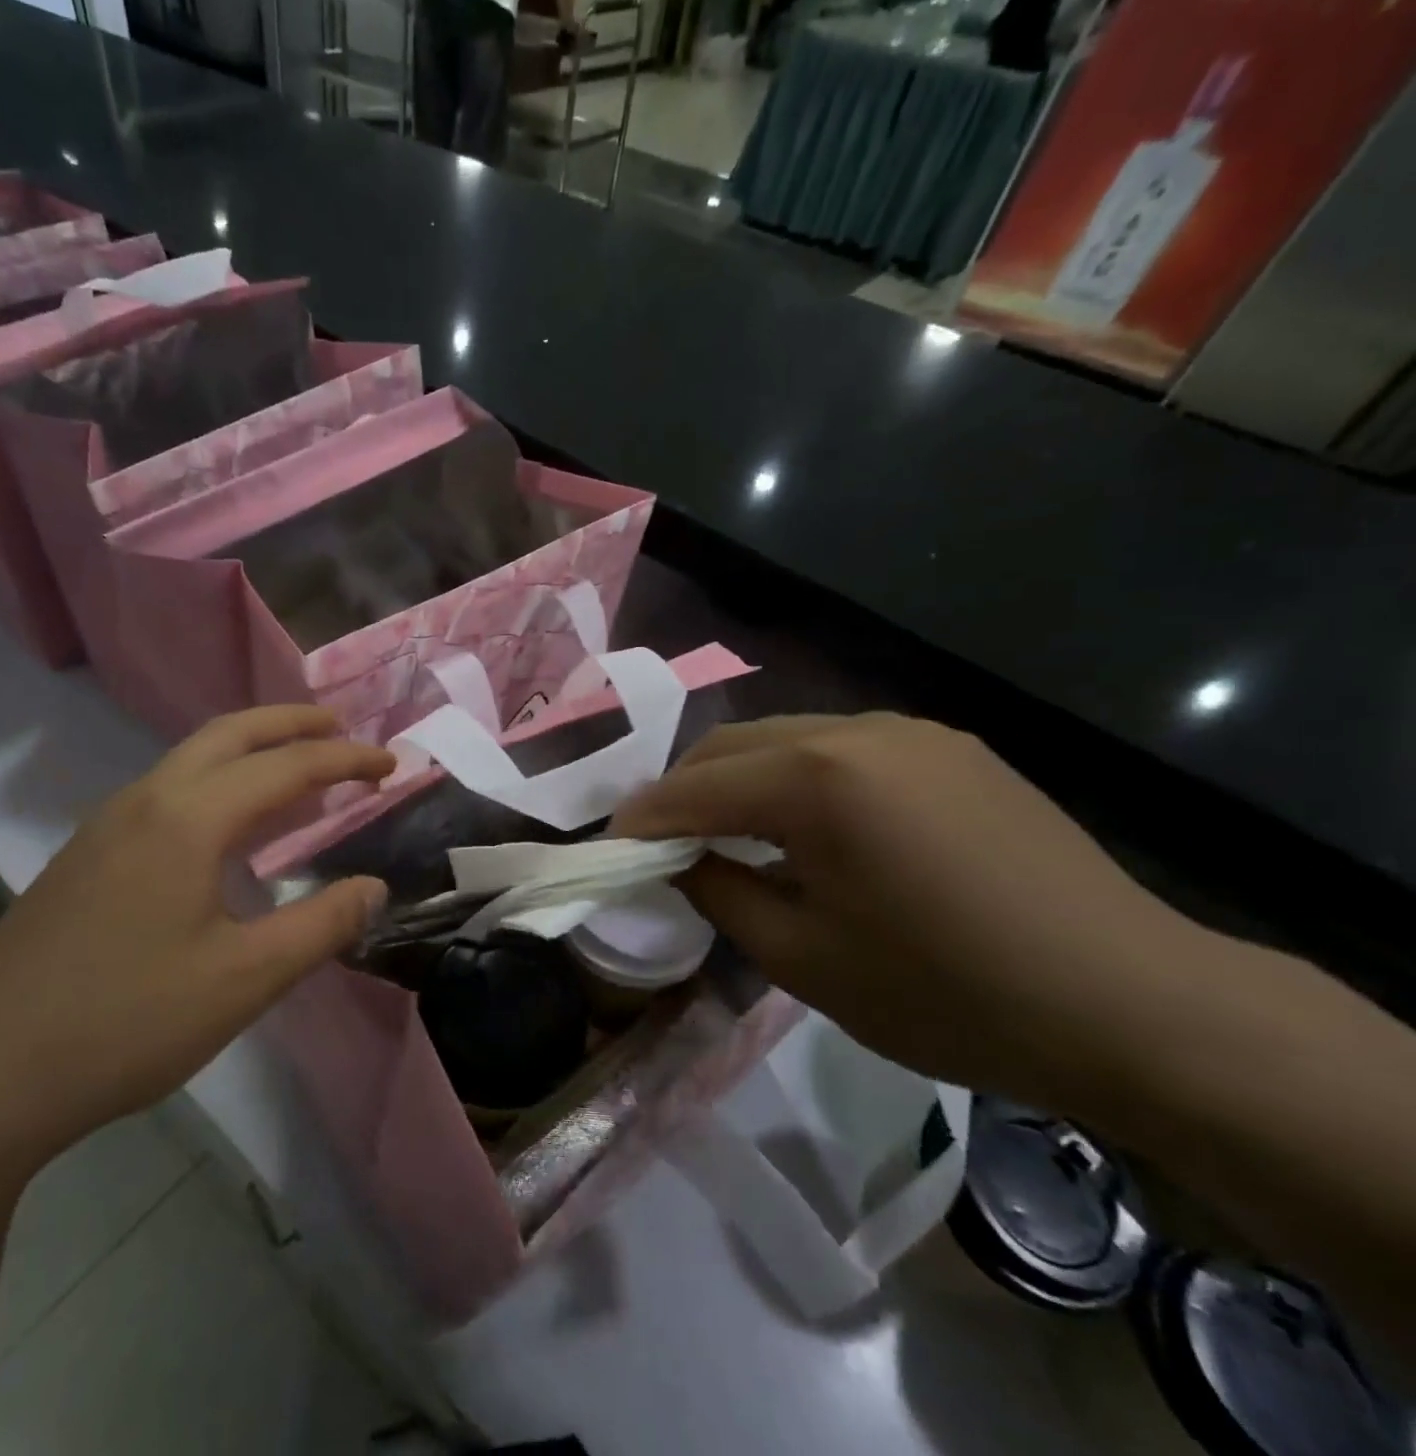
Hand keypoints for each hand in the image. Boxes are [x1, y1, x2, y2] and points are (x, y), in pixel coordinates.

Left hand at [0, 707, 392, 1171]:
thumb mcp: (245, 981)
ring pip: (191, 759)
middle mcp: (144, 801)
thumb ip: (321, 926)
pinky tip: (226, 828)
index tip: (390, 764)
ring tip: (295, 771)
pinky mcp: (84, 856)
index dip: (345, 759)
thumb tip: (374, 887)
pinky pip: (165, 791)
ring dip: (250, 750)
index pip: (286, 767)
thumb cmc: (127, 1023)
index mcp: (187, 819)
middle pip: (230, 734)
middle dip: (291, 723)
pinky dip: (216, 782)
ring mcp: (105, 826)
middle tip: (340, 730)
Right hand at [609, 713, 1208, 1110]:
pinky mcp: (951, 748)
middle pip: (733, 744)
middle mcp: (856, 731)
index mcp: (816, 780)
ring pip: (786, 738)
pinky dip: (798, 778)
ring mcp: (910, 732)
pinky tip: (809, 826)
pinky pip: (842, 749)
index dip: (642, 819)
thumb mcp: (804, 959)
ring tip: (728, 832)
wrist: (1134, 1006)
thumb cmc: (948, 993)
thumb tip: (682, 862)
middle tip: (662, 841)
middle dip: (684, 790)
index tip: (610, 846)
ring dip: (740, 779)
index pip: (694, 788)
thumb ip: (721, 894)